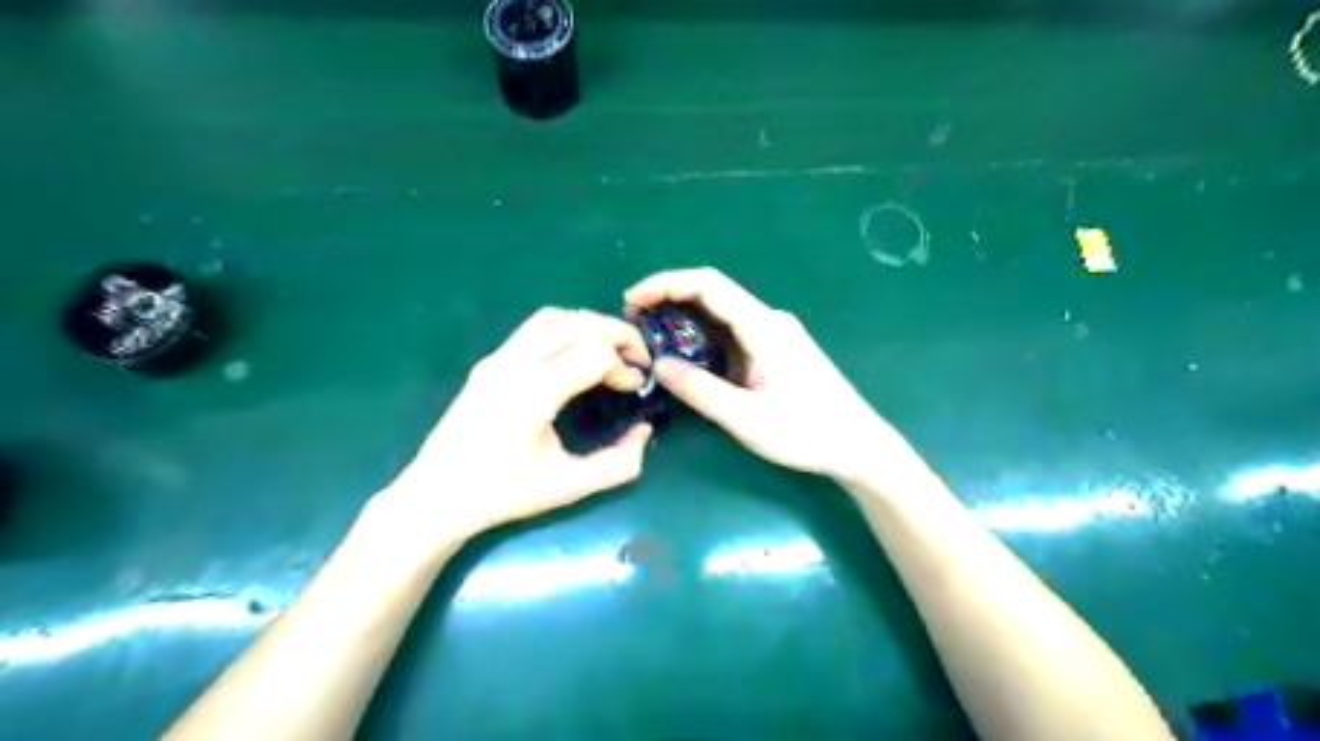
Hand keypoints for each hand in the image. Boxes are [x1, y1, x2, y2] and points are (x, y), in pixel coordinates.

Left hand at [373, 306, 652, 542]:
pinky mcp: (489, 362)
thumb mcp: (568, 487)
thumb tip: (645, 431)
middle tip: (638, 359)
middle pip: (580, 322)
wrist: (434, 496)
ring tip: (610, 352)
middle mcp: (514, 364)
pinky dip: (566, 329)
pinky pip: (534, 327)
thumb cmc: (501, 494)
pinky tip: (574, 357)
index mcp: (533, 393)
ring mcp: (497, 358)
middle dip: (619, 334)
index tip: (634, 391)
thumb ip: (618, 464)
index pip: (595, 352)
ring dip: (591, 326)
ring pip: (556, 317)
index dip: (625, 366)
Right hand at [624, 269, 913, 484]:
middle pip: (712, 294)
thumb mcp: (746, 417)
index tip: (632, 300)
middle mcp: (768, 320)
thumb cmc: (807, 432)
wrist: (858, 445)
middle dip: (669, 301)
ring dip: (684, 321)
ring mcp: (774, 334)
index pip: (708, 285)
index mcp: (763, 326)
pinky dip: (702, 338)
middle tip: (634, 324)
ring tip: (651, 340)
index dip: (665, 284)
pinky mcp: (776, 350)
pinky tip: (686, 357)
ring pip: (721, 314)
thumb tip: (658, 365)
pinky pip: (732, 333)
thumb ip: (700, 389)